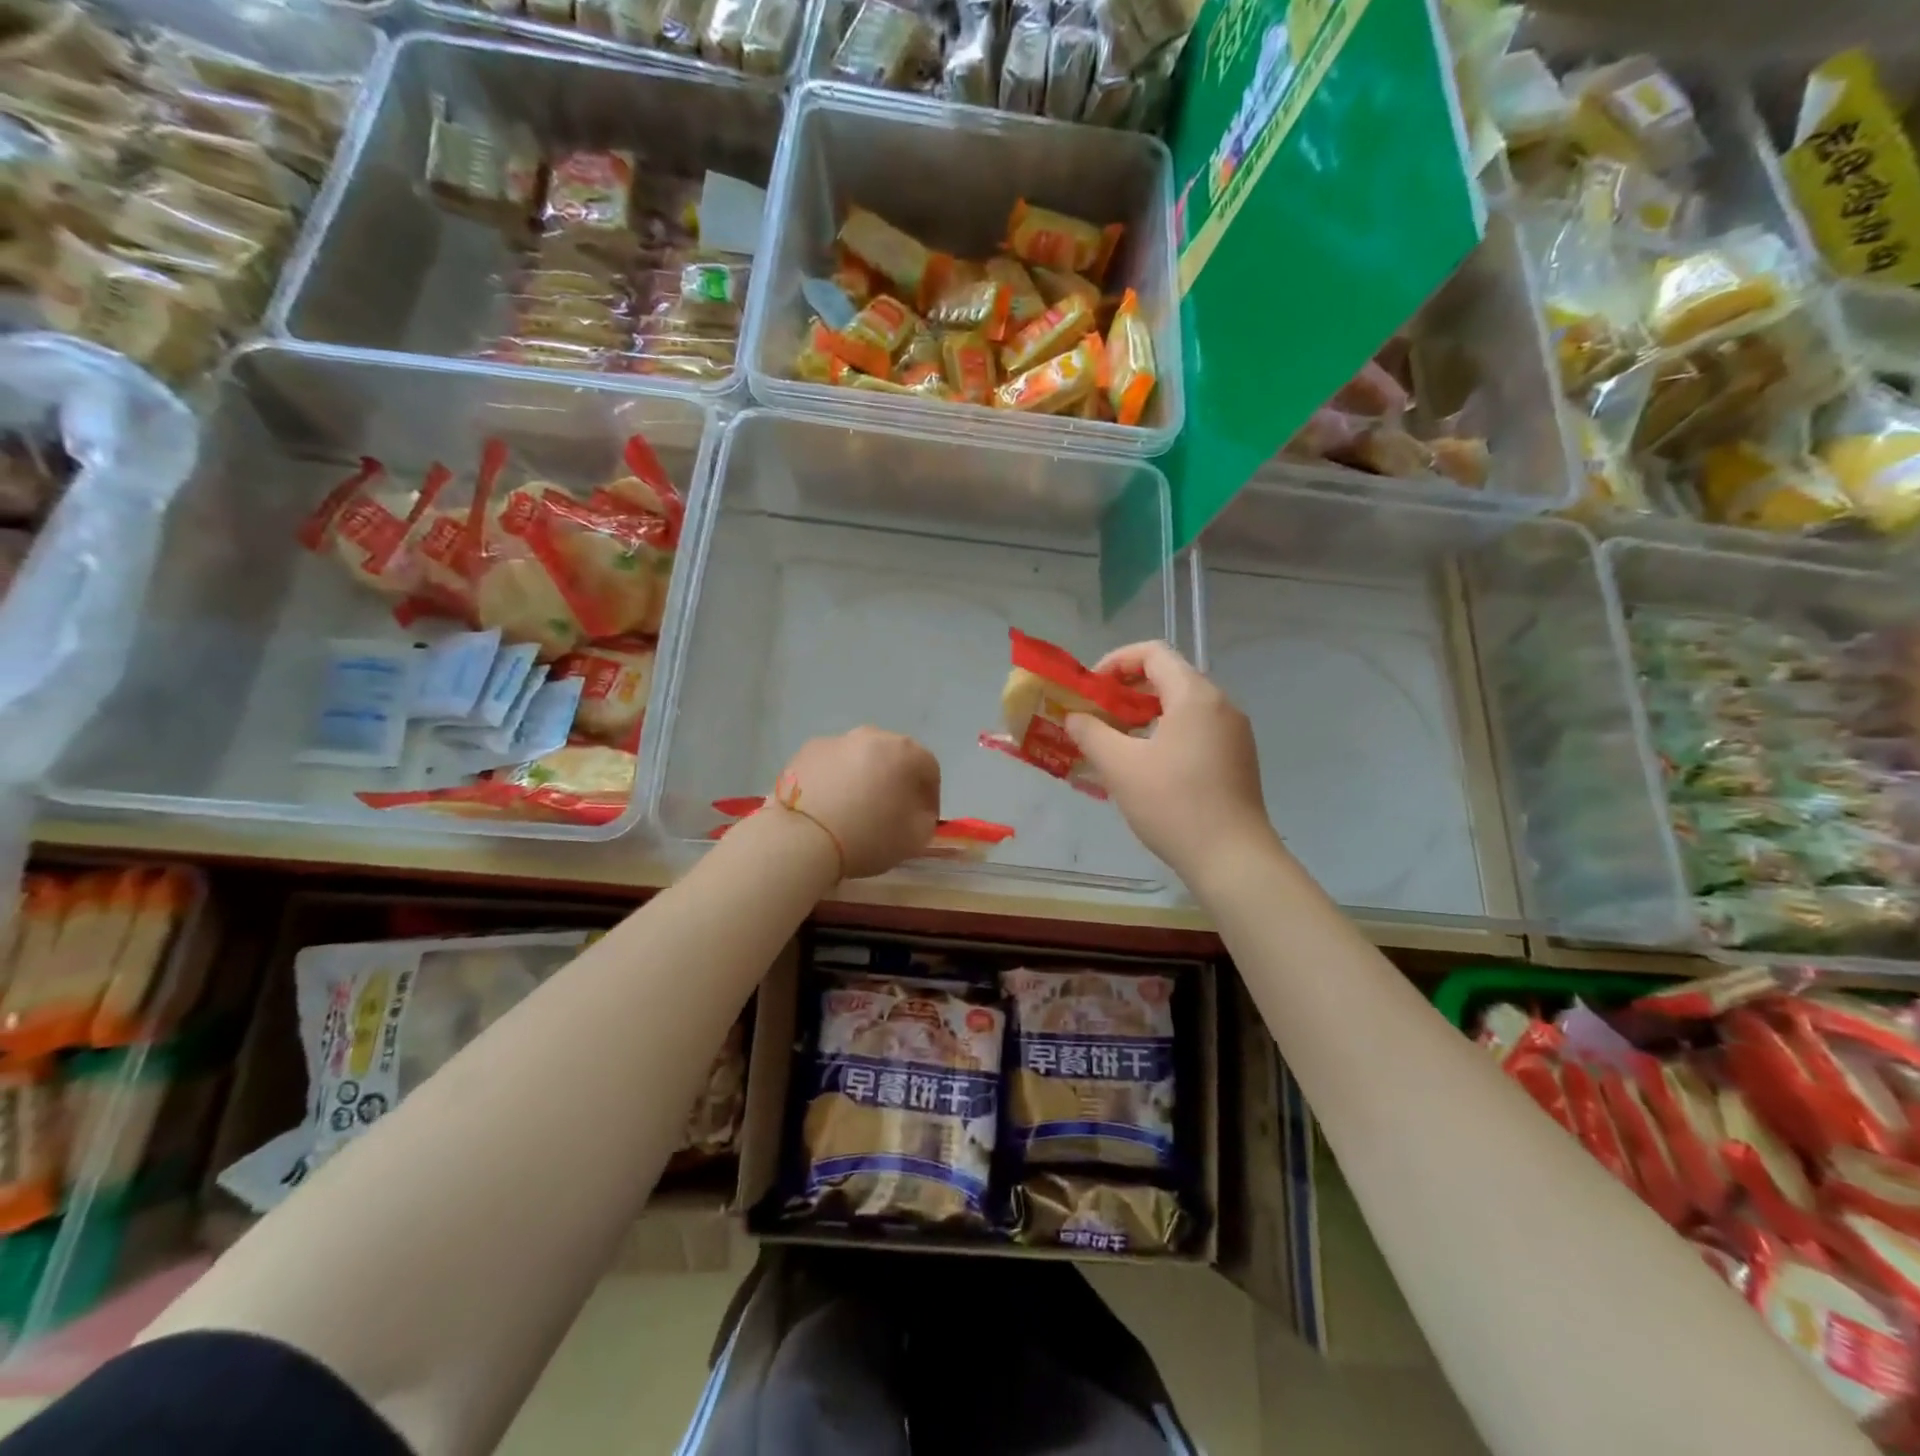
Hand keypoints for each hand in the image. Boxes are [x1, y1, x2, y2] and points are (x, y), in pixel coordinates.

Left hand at [775, 727, 940, 878]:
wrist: (802, 837)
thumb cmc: (868, 837)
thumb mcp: (915, 839)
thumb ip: (926, 819)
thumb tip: (917, 810)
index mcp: (905, 752)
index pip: (929, 769)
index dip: (930, 796)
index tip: (922, 819)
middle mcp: (872, 736)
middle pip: (894, 757)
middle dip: (896, 781)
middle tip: (890, 811)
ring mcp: (836, 740)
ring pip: (860, 758)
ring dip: (864, 777)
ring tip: (854, 809)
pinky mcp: (806, 751)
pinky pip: (832, 764)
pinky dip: (835, 779)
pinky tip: (828, 805)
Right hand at [1066, 641, 1277, 885]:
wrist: (1232, 858)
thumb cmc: (1173, 804)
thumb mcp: (1121, 766)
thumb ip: (1091, 733)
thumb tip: (1074, 717)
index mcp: (1195, 696)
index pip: (1153, 653)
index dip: (1116, 661)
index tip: (1090, 688)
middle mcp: (1221, 704)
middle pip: (1169, 677)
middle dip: (1127, 691)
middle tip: (1096, 715)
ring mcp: (1234, 733)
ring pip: (1183, 706)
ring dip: (1145, 714)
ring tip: (1115, 741)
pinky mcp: (1237, 758)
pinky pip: (1197, 729)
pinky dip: (1166, 733)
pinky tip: (1146, 765)